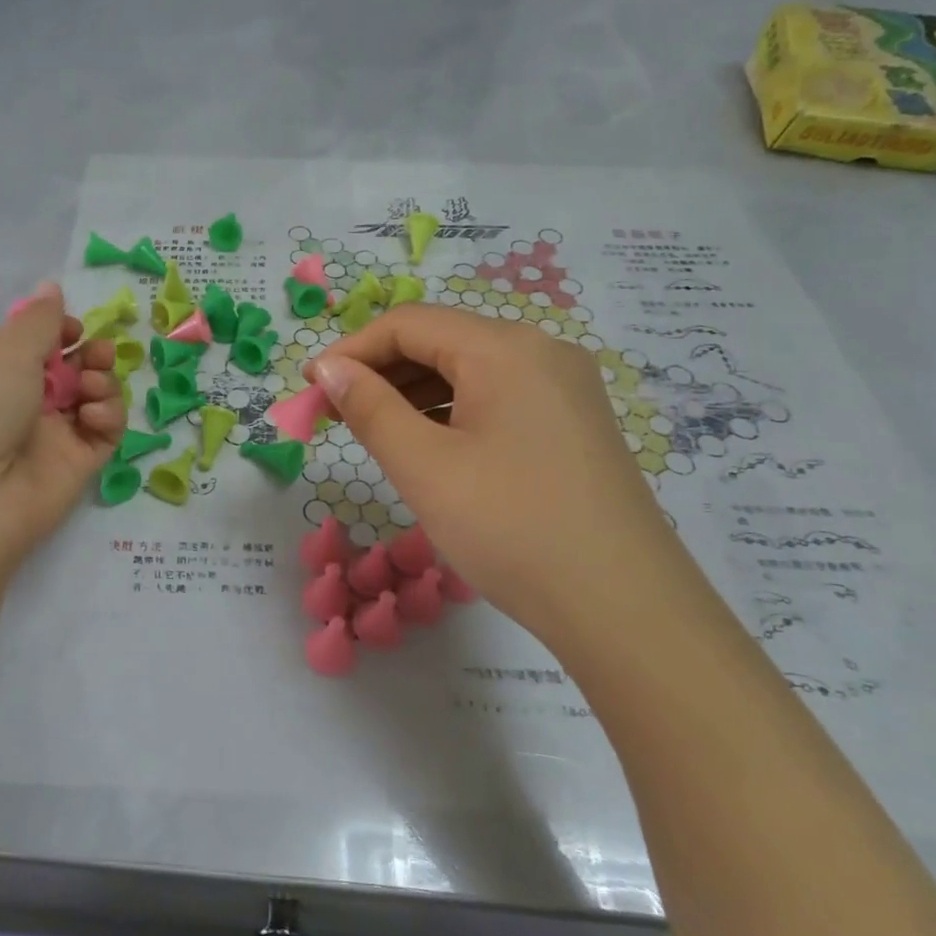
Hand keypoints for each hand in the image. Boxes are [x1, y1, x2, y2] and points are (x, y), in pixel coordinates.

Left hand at [0, 282, 126, 595]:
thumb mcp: (4, 352)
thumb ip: (39, 320)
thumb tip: (51, 286)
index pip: (39, 346)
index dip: (63, 332)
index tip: (73, 328)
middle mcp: (23, 404)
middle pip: (72, 370)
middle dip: (91, 355)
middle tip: (95, 354)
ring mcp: (51, 438)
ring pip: (93, 399)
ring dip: (102, 382)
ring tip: (91, 385)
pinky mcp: (76, 468)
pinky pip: (104, 434)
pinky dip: (108, 416)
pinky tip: (94, 414)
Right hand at [308, 305, 691, 643]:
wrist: (626, 611)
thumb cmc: (512, 529)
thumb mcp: (424, 467)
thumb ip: (369, 407)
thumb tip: (329, 369)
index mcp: (505, 348)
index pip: (408, 324)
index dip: (350, 350)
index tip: (309, 389)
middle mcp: (541, 351)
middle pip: (440, 341)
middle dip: (379, 372)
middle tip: (332, 414)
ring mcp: (564, 388)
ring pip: (468, 371)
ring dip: (411, 393)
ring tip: (371, 432)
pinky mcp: (573, 423)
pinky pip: (496, 398)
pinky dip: (450, 412)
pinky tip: (427, 446)